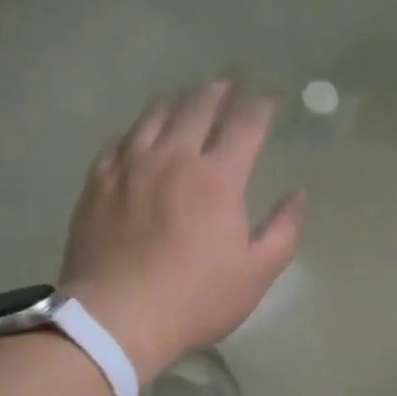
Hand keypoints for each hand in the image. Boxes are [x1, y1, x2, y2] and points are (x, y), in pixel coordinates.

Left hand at [58, 79, 302, 383]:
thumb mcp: (257, 272)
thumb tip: (298, 195)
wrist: (116, 318)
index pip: (245, 124)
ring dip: (180, 98)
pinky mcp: (99, 181)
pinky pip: (122, 139)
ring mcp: (130, 165)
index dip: (261, 104)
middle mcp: (173, 158)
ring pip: (156, 114)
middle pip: (198, 106)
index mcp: (217, 178)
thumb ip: (284, 229)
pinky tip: (144, 131)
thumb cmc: (196, 298)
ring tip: (191, 92)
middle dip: (221, 87)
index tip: (271, 95)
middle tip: (232, 76)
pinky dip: (141, 127)